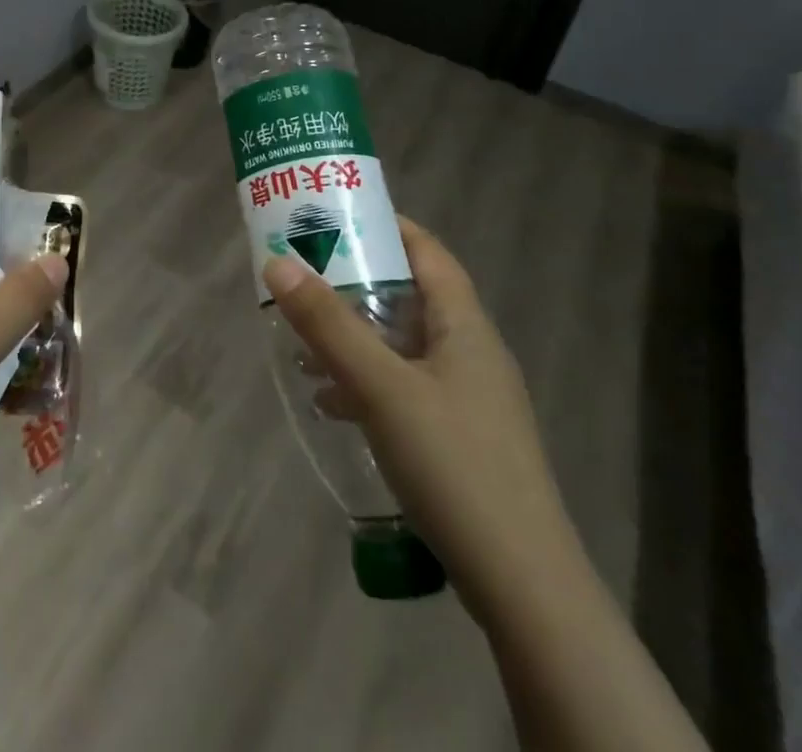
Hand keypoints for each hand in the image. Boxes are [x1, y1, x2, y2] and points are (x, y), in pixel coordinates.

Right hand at [263, 217, 580, 620]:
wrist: (523, 586)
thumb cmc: (454, 465)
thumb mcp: (382, 388)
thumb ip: (329, 325)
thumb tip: (278, 262)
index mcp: (465, 326)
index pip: (426, 251)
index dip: (384, 226)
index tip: (334, 216)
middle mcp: (471, 352)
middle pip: (410, 295)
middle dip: (357, 282)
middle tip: (305, 274)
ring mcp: (469, 398)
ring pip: (404, 344)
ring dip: (356, 334)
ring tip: (303, 336)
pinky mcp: (460, 438)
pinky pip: (405, 387)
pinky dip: (367, 381)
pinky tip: (331, 401)